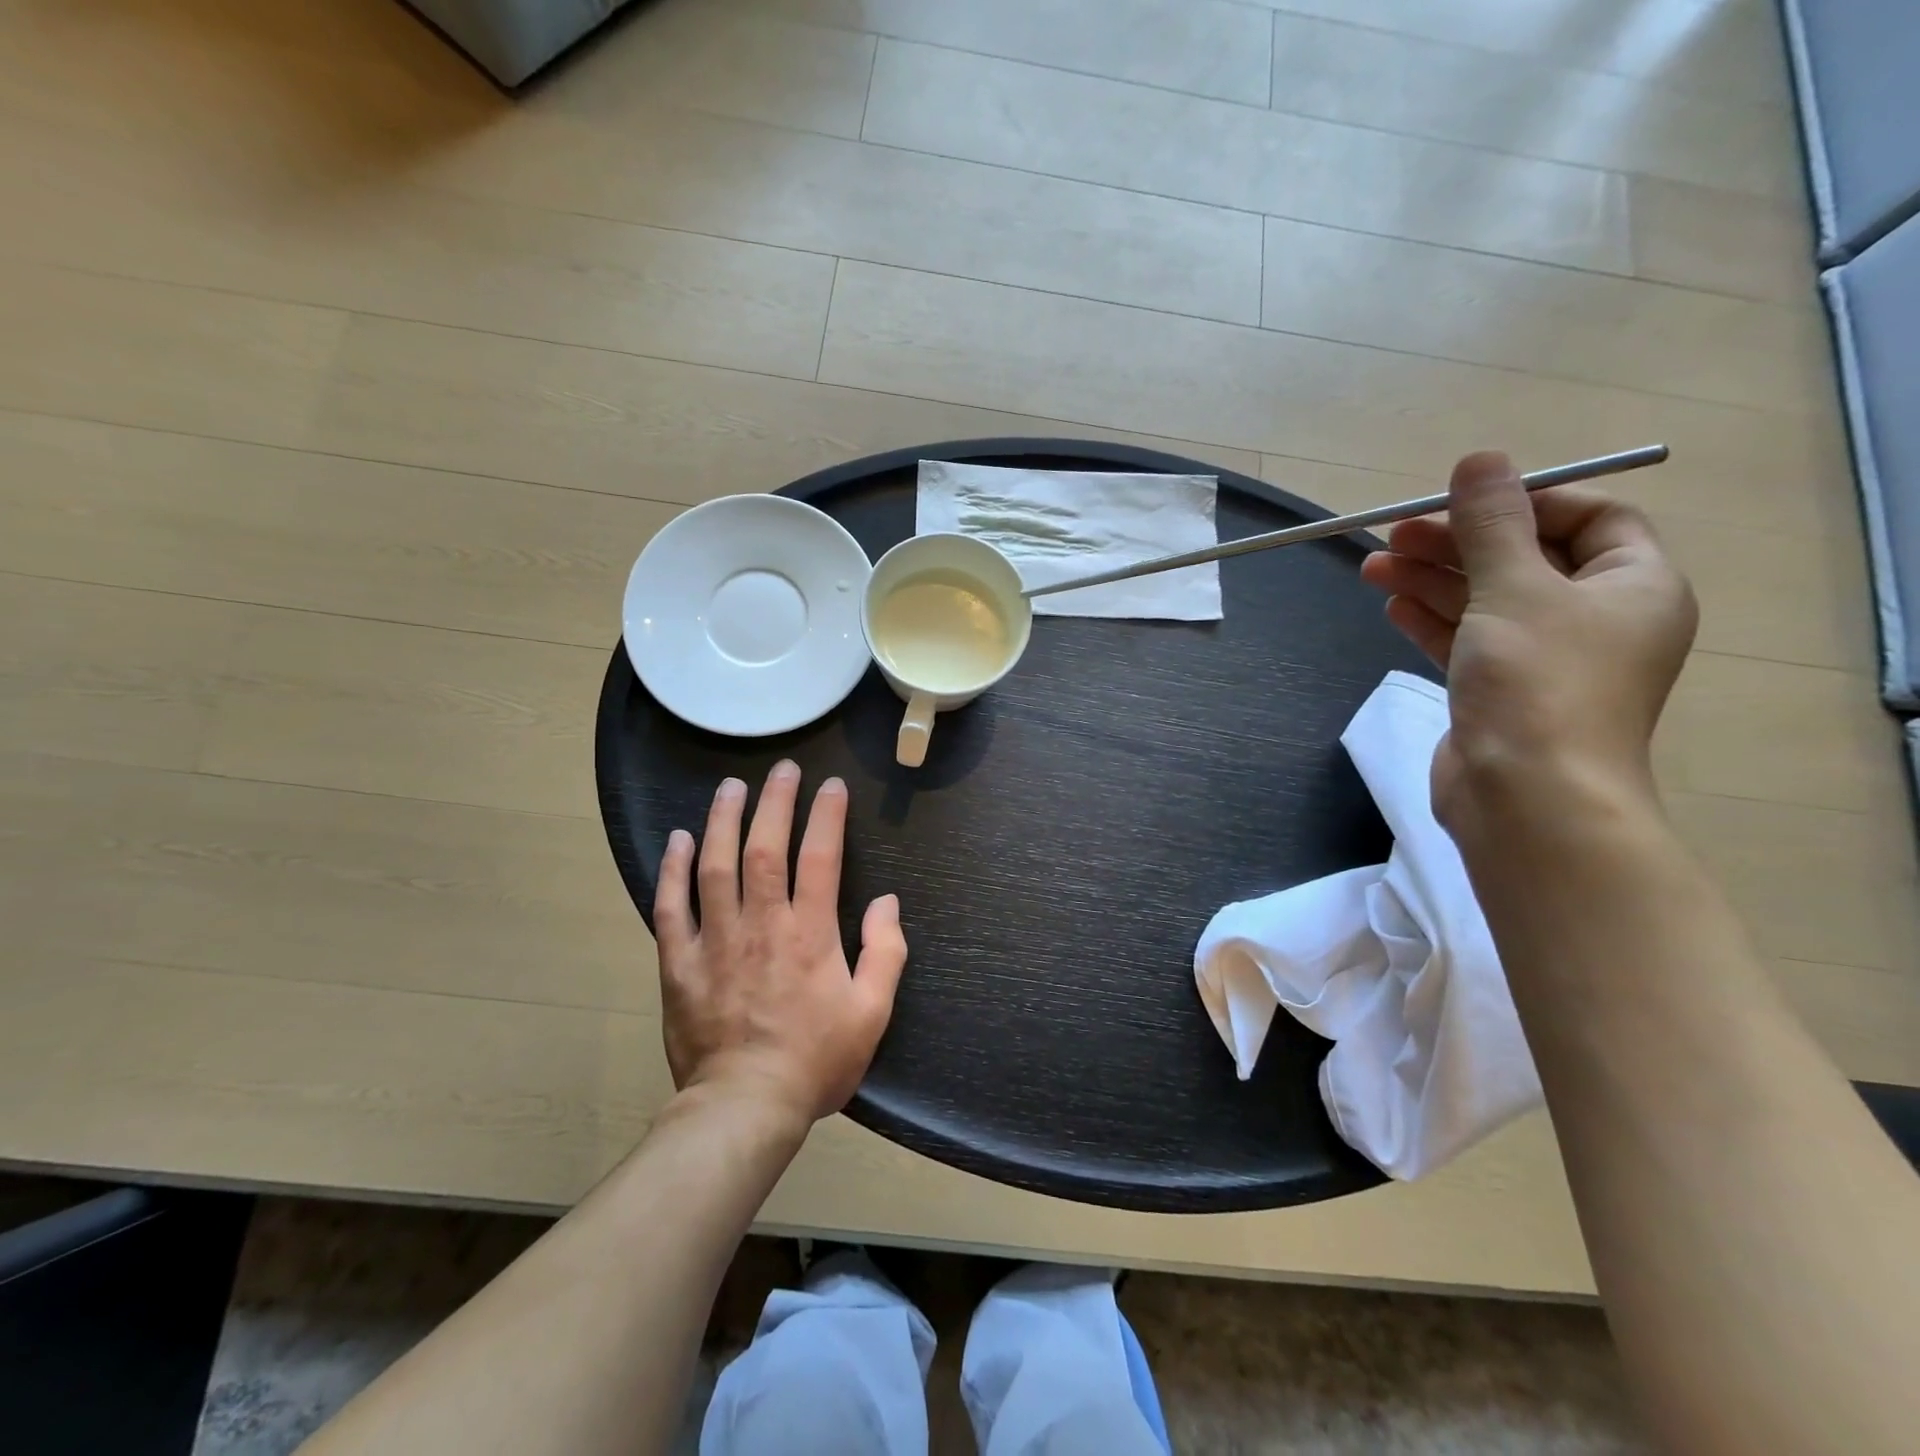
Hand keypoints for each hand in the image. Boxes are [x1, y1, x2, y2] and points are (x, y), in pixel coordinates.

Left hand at [654, 762, 907, 1122]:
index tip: (832, 786)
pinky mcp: (680, 963)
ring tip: (731, 787)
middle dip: (775, 802)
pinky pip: (671, 908)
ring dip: (723, 821)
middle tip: (782, 769)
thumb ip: (885, 952)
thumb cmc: (815, 1060)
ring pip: (716, 867)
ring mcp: (716, 941)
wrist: (744, 1108)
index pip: (821, 858)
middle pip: (765, 848)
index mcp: (810, 934)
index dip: (827, 816)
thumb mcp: (872, 1013)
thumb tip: (886, 902)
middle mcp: (762, 924)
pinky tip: (678, 840)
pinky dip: (673, 871)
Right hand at [1359, 450, 1696, 844]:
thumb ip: (1493, 524)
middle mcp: (1596, 619)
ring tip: (1372, 563)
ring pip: (1485, 600)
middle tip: (1394, 530)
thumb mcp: (1514, 588)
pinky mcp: (1500, 692)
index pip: (1591, 518)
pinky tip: (1391, 602)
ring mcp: (1545, 660)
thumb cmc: (1538, 682)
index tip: (1463, 501)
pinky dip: (1431, 619)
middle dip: (1458, 542)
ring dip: (1432, 578)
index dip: (1528, 501)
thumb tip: (1480, 459)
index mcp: (1634, 586)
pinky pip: (1466, 639)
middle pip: (1524, 559)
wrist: (1525, 796)